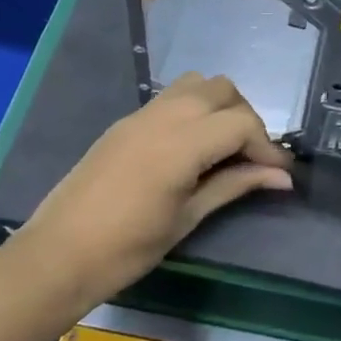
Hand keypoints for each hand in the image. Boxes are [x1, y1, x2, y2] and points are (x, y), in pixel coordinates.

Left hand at [13, 73, 293, 309]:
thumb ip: (235, 186)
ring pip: (195, 85)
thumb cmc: (128, 248)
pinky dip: (194, 110)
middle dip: (246, 118)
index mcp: (180, 143)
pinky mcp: (125, 123)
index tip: (280, 174)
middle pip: (221, 90)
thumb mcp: (188, 218)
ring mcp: (140, 115)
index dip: (268, 147)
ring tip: (224, 148)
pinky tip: (194, 148)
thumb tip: (282, 178)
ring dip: (220, 107)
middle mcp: (162, 116)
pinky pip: (171, 99)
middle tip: (252, 158)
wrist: (58, 255)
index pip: (240, 123)